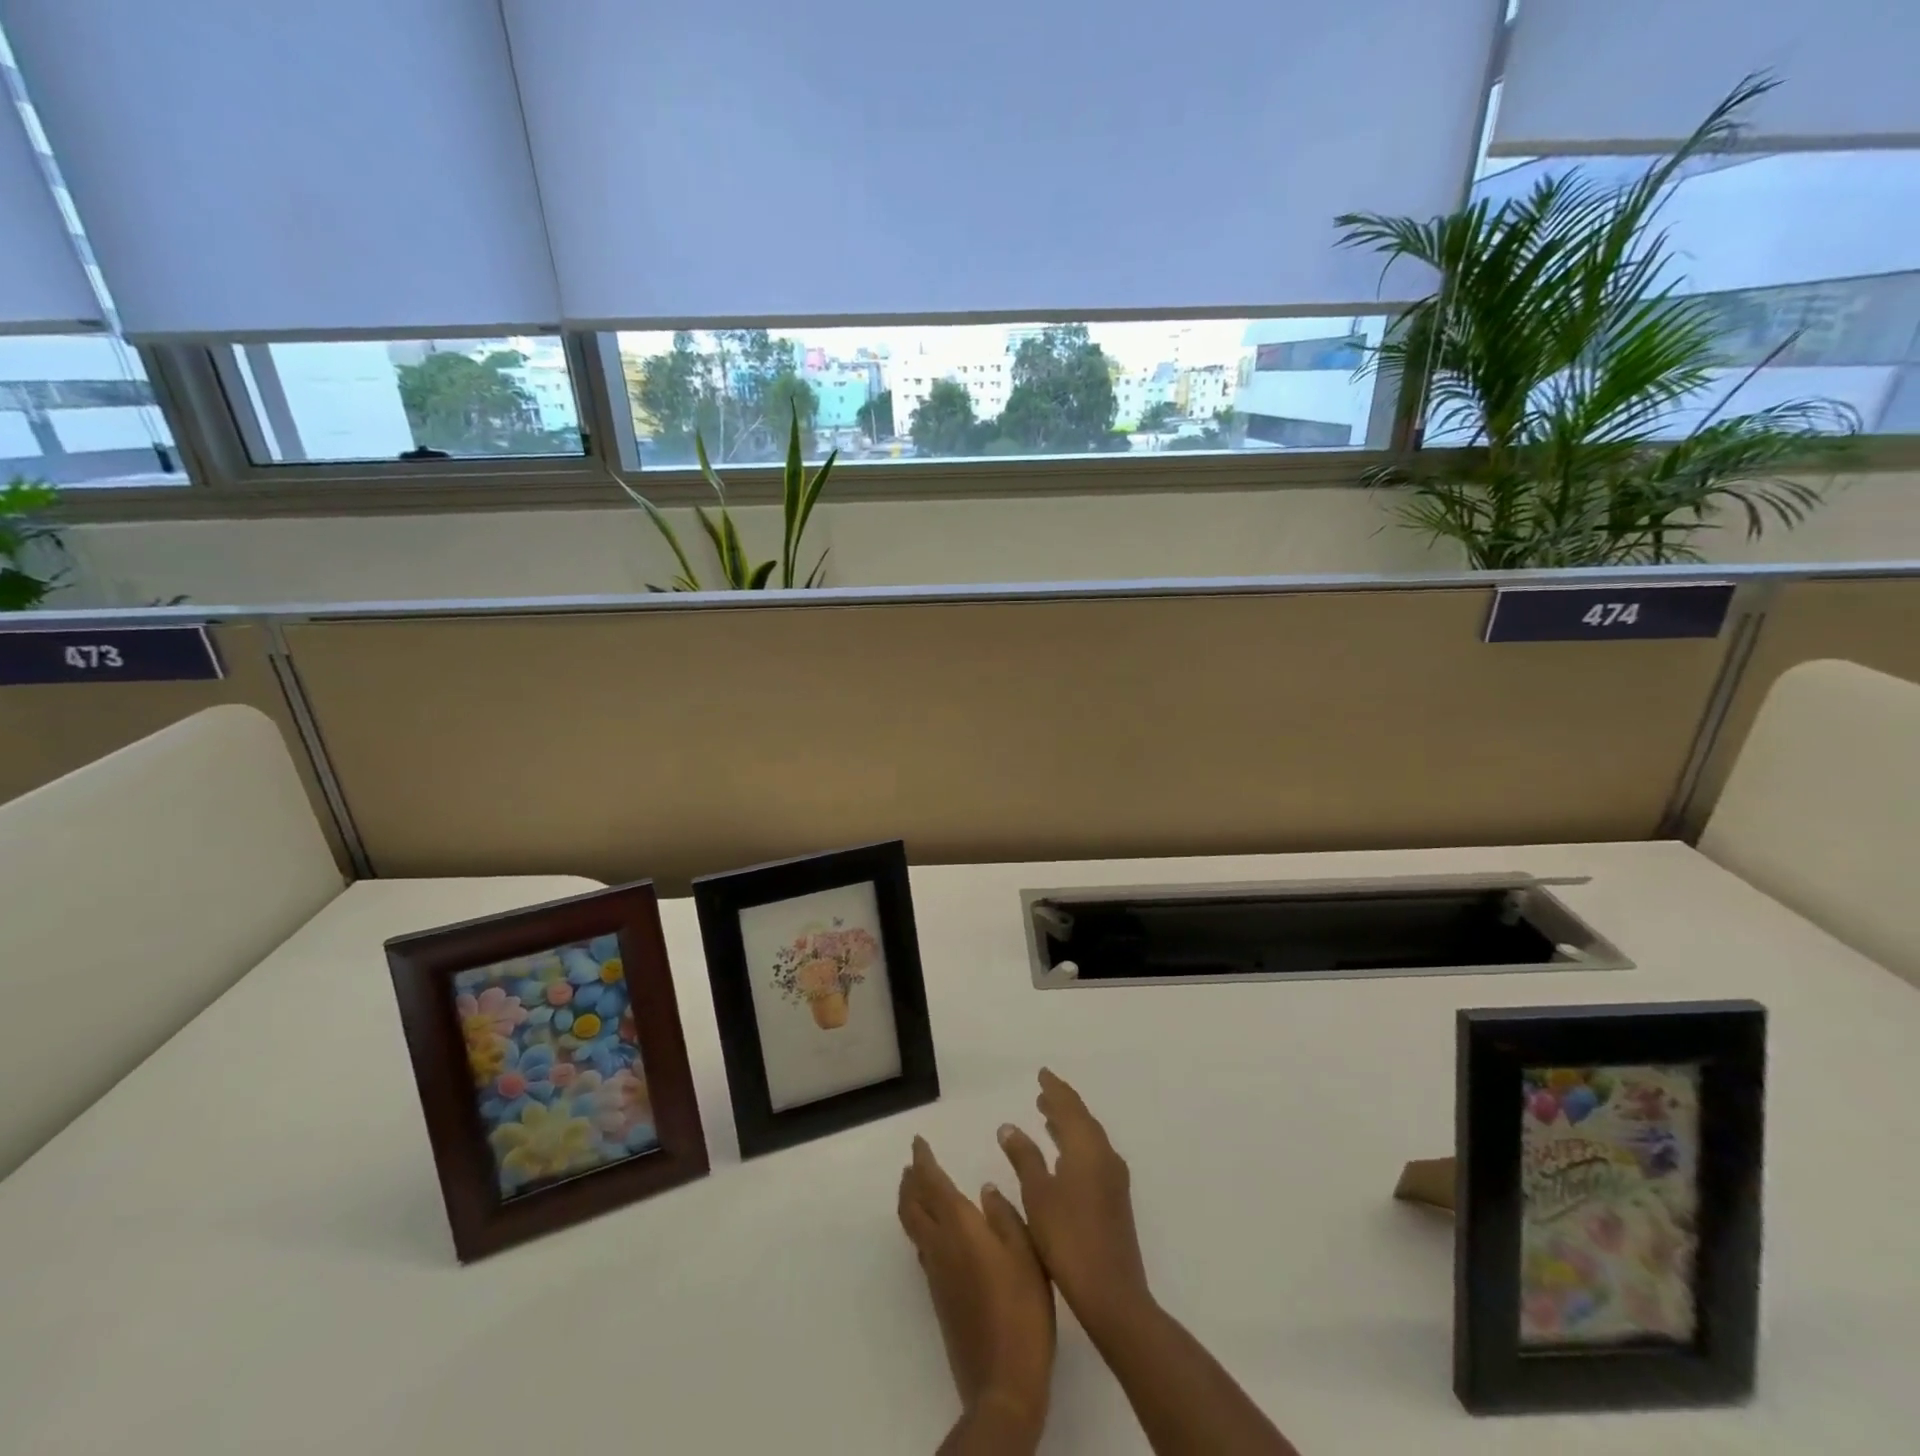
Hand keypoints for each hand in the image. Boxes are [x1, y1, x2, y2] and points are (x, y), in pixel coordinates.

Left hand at [898, 1135, 1054, 1433]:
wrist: (1003, 1380)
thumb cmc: (1022, 1308)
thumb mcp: (1027, 1252)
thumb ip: (1004, 1215)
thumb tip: (985, 1189)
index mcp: (959, 1226)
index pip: (931, 1183)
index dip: (922, 1160)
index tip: (918, 1142)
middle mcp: (940, 1245)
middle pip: (911, 1206)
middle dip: (909, 1181)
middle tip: (912, 1164)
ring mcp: (936, 1274)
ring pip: (913, 1228)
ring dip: (911, 1203)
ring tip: (917, 1190)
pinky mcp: (939, 1298)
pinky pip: (922, 1249)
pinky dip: (921, 1228)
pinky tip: (936, 1234)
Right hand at [998, 1069, 1152, 1334]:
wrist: (1111, 1294)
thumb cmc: (1068, 1239)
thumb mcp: (1037, 1195)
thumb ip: (1023, 1157)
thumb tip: (1009, 1126)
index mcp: (1087, 1148)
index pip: (1069, 1106)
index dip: (1054, 1088)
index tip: (1042, 1074)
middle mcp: (1104, 1156)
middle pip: (1082, 1119)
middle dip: (1062, 1104)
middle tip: (1042, 1093)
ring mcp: (1113, 1179)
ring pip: (1089, 1139)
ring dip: (1069, 1125)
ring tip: (1047, 1117)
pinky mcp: (1115, 1200)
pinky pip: (1093, 1156)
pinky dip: (1076, 1146)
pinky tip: (1063, 1158)